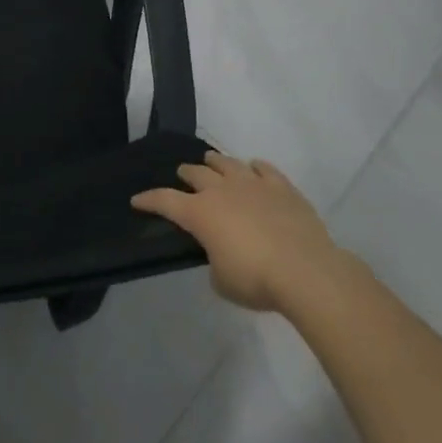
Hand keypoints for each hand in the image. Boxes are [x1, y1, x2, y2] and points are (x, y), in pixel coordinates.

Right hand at [133, 151, 360, 311]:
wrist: (305, 270)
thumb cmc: (255, 279)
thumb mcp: (222, 280)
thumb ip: (214, 261)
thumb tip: (221, 253)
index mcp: (200, 213)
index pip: (165, 200)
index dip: (148, 200)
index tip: (137, 200)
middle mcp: (222, 190)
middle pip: (196, 173)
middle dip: (186, 173)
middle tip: (182, 175)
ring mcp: (253, 184)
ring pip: (227, 163)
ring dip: (215, 162)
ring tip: (211, 161)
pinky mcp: (281, 186)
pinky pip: (264, 168)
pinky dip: (254, 167)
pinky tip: (254, 168)